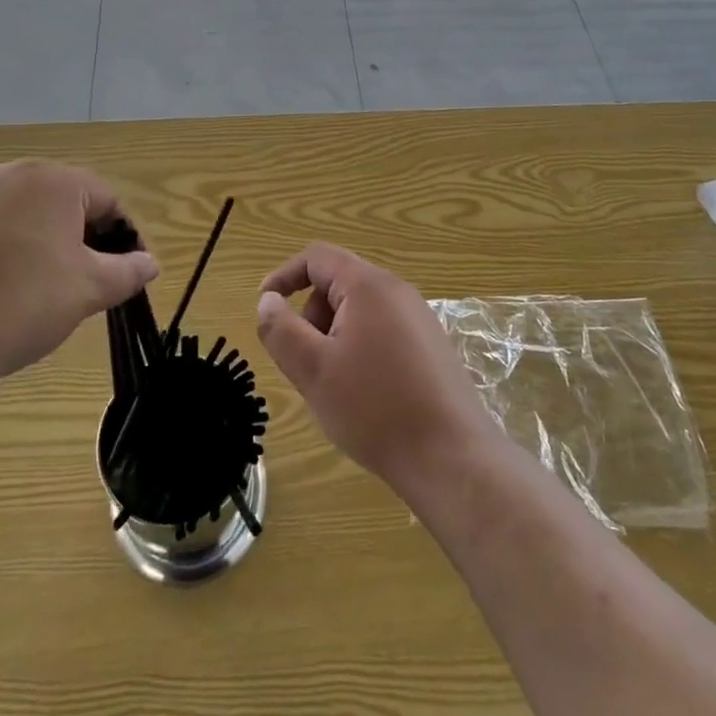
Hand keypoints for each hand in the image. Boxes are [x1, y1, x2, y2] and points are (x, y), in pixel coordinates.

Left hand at [0, 161, 158, 402]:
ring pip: (20, 215)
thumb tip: (151, 262)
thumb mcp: (88, 290)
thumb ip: (127, 271)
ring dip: (36, 243)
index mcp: (54, 180)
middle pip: (60, 202)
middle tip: (78, 284)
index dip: (120, 237)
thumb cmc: (22, 303)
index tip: (121, 274)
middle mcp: (10, 173)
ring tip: (32, 291)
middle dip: (76, 238)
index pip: (104, 199)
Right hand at [255, 244, 501, 495]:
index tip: (264, 307)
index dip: (284, 276)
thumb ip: (281, 329)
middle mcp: (397, 290)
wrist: (451, 457)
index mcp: (368, 285)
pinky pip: (382, 329)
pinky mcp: (431, 345)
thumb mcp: (313, 370)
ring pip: (359, 310)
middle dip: (311, 315)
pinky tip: (364, 393)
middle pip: (338, 282)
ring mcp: (418, 317)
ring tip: (334, 384)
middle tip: (305, 362)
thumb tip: (268, 300)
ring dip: (334, 335)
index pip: (317, 257)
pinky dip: (359, 348)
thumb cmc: (375, 408)